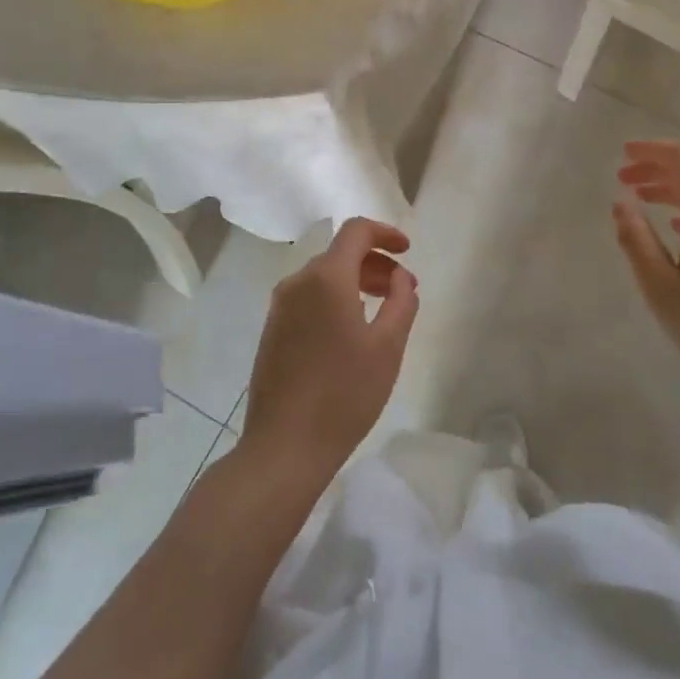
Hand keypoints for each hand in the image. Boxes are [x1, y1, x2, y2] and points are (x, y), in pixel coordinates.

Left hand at [241, 218, 420, 486]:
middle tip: (403, 289)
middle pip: (340, 254)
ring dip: (356, 282)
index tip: (408, 251)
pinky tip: (351, 332)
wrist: (284, 447)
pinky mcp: (272, 331)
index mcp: (326, 278)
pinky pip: (309, 298)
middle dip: (375, 263)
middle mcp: (297, 283)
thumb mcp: (388, 346)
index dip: (385, 233)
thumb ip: (401, 300)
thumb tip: (400, 276)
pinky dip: (335, 299)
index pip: (356, 231)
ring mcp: (280, 308)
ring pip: (324, 277)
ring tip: (382, 311)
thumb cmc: (344, 393)